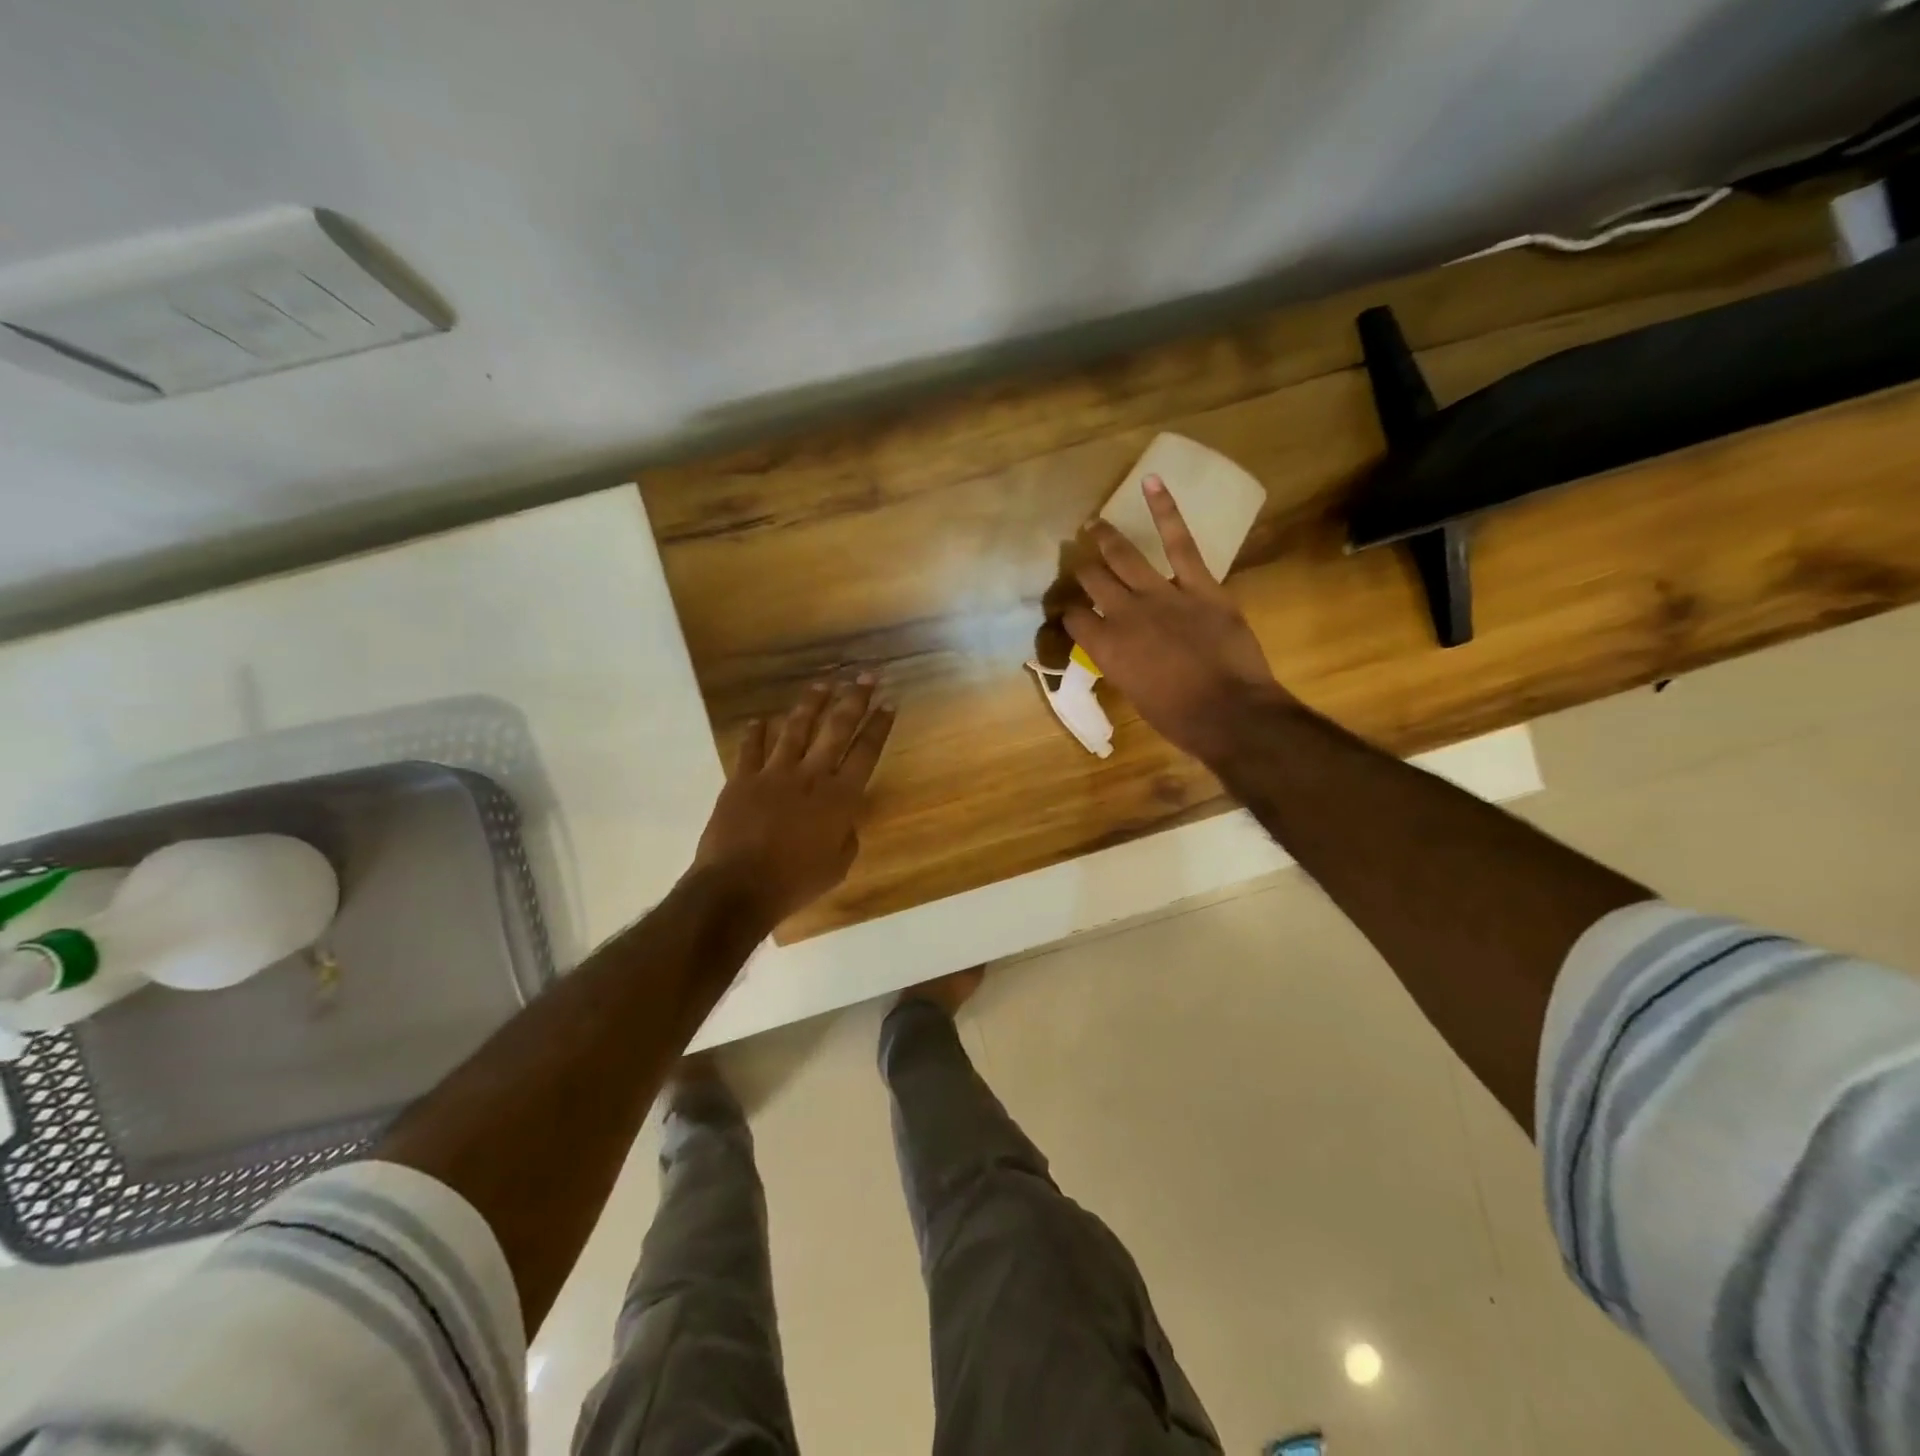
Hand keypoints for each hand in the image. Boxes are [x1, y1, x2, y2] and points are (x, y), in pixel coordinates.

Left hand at [693, 676, 895, 926]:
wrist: (738, 887)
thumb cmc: (794, 882)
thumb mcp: (837, 867)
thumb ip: (846, 837)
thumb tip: (843, 822)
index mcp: (839, 798)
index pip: (866, 752)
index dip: (879, 726)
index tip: (888, 703)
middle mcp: (811, 776)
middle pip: (836, 729)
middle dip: (854, 699)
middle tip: (866, 675)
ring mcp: (774, 773)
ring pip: (796, 729)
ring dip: (811, 704)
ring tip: (823, 684)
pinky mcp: (742, 780)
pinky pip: (751, 749)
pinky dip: (755, 733)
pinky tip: (760, 719)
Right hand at [1063, 477, 1290, 762]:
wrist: (1228, 711)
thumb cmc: (1178, 717)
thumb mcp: (1134, 694)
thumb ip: (1121, 663)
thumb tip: (1119, 649)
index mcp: (1105, 647)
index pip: (1074, 618)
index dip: (1069, 612)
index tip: (1071, 610)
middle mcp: (1123, 614)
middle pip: (1093, 580)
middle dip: (1083, 569)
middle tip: (1079, 559)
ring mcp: (1160, 594)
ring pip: (1124, 556)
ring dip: (1105, 537)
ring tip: (1094, 523)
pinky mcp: (1197, 584)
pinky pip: (1179, 541)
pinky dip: (1165, 509)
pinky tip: (1151, 482)